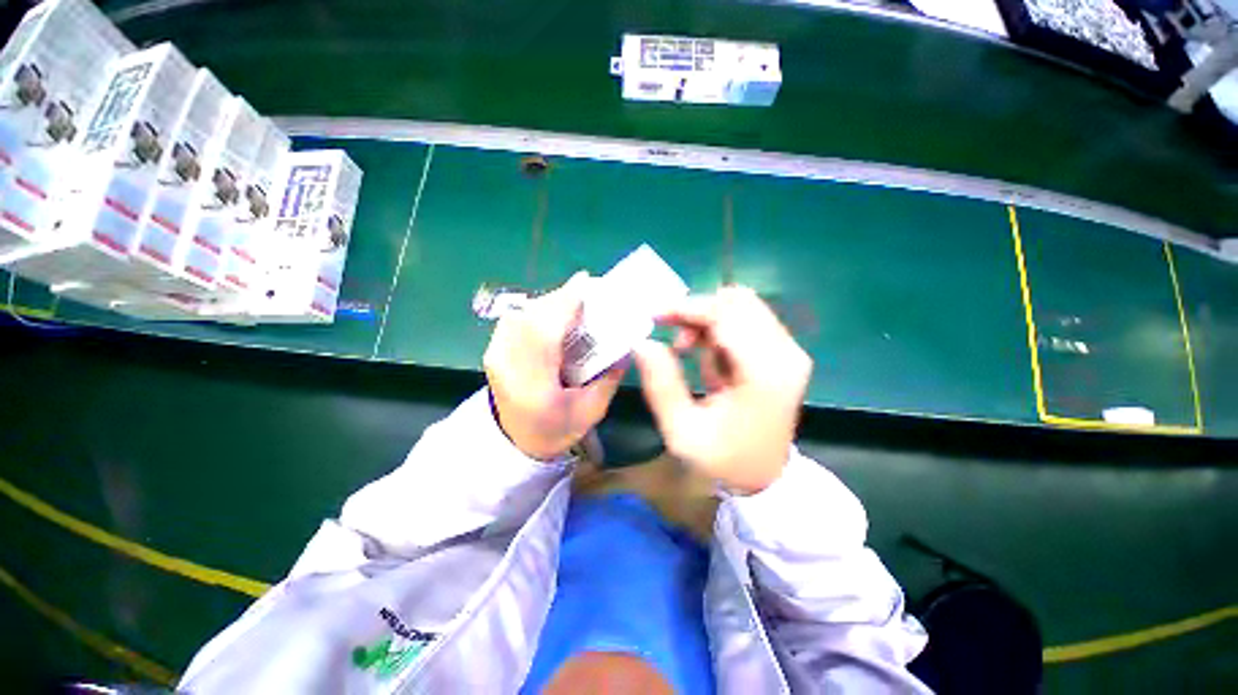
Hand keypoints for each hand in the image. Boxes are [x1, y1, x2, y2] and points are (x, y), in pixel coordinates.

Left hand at [484, 272, 625, 460]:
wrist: (514, 443)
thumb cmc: (555, 430)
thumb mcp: (591, 411)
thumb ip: (609, 378)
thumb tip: (625, 346)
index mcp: (533, 385)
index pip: (546, 334)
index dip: (564, 303)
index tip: (584, 281)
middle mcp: (508, 365)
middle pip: (532, 317)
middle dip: (560, 298)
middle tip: (585, 292)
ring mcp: (495, 355)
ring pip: (522, 313)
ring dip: (548, 303)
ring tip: (571, 304)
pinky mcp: (492, 350)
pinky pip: (515, 319)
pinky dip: (535, 311)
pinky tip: (551, 316)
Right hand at [633, 286, 811, 493]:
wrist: (766, 478)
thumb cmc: (723, 459)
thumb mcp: (682, 431)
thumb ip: (661, 384)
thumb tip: (642, 342)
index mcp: (764, 374)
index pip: (726, 315)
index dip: (688, 308)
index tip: (656, 315)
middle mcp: (785, 354)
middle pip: (738, 301)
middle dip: (696, 311)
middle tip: (670, 332)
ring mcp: (789, 350)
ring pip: (742, 306)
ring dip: (707, 320)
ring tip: (686, 350)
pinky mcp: (784, 352)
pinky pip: (747, 320)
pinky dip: (719, 329)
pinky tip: (707, 357)